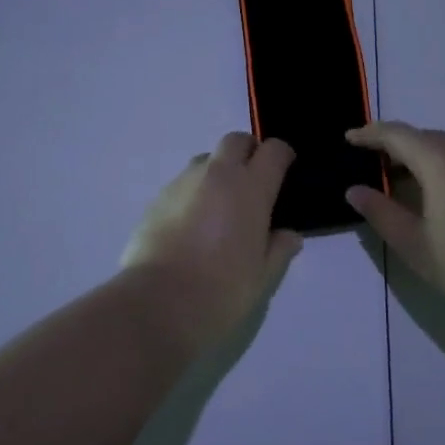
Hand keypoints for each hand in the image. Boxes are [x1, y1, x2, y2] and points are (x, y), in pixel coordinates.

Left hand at [120, 133, 303, 346]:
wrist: (158, 303)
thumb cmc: (222, 291)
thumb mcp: (263, 278)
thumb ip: (279, 250)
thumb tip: (288, 235)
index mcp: (251, 188)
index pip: (273, 150)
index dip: (282, 155)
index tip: (285, 170)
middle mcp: (218, 174)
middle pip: (236, 140)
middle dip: (248, 152)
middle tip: (253, 182)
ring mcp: (183, 182)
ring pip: (206, 159)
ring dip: (218, 170)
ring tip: (220, 205)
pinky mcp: (157, 197)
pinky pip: (183, 183)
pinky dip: (194, 192)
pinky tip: (191, 224)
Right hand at [344, 122, 444, 320]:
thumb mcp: (412, 242)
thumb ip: (380, 211)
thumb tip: (355, 191)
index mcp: (438, 161)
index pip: (396, 134)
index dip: (370, 134)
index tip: (349, 138)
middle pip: (421, 136)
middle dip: (393, 143)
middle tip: (370, 161)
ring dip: (418, 155)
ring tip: (399, 178)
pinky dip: (440, 165)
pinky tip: (434, 193)